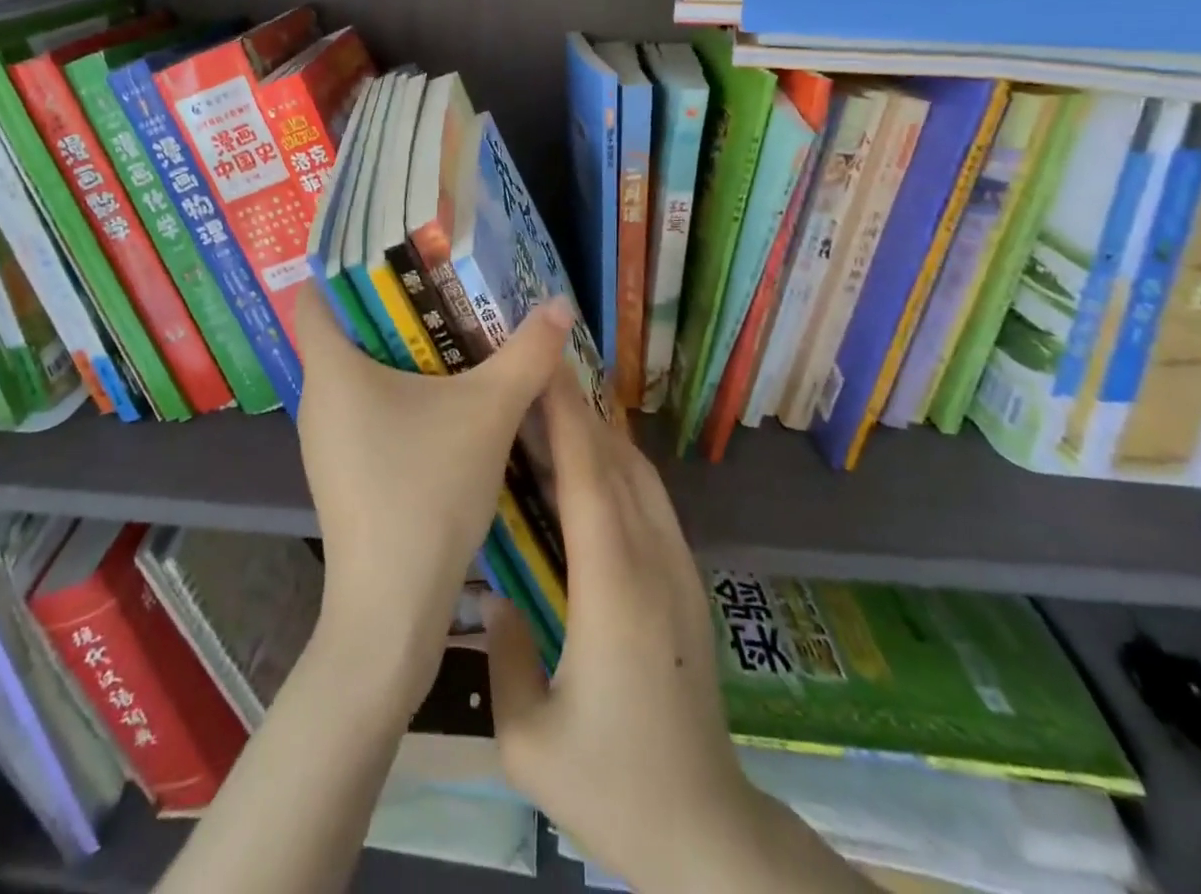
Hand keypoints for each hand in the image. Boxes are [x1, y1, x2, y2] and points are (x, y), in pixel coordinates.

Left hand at [293, 284, 574, 707]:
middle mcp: (316, 398)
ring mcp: (323, 440)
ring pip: (355, 374)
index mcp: (331, 369)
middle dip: (392, 307)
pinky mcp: (339, 470)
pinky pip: (362, 411)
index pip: (316, 294)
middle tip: (445, 288)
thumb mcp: (488, 413)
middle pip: (343, 331)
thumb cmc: (426, 492)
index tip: (397, 253)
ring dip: (399, 355)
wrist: (391, 606)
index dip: (348, 266)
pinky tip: (440, 405)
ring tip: (452, 337)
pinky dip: (395, 395)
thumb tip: (560, 304)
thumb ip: (526, 355)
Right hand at [485, 372, 868, 893]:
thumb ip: (501, 655)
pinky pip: (651, 501)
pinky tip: (592, 462)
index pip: (588, 479)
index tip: (540, 368)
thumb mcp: (528, 741)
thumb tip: (493, 596)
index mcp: (614, 590)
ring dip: (600, 431)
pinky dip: (619, 463)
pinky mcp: (687, 582)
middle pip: (615, 463)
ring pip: (639, 476)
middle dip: (577, 408)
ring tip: (557, 403)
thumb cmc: (613, 787)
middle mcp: (652, 563)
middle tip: (536, 370)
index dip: (564, 416)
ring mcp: (678, 569)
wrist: (708, 832)